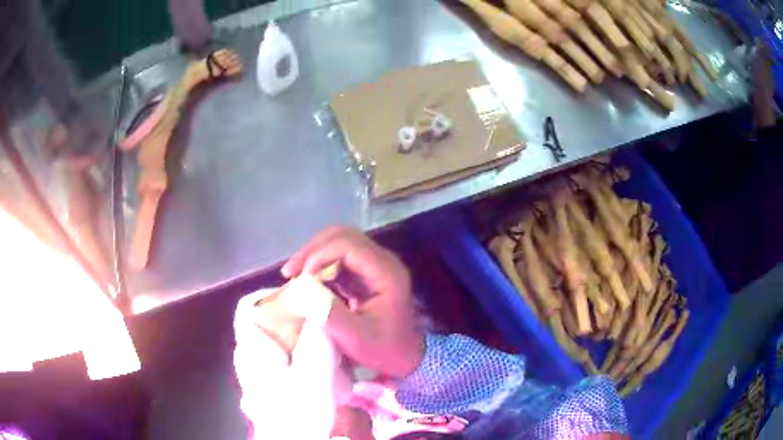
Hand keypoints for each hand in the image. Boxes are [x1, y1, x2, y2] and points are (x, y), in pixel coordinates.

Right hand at [282, 226, 423, 377]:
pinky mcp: (365, 274)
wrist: (406, 357)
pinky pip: (339, 259)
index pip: (349, 245)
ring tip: (293, 275)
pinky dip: (319, 266)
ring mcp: (374, 266)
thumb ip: (329, 313)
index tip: (302, 278)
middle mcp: (382, 262)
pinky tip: (306, 281)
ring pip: (339, 244)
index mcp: (386, 273)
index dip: (320, 255)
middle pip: (343, 237)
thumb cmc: (384, 350)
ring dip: (313, 256)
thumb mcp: (355, 338)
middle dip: (313, 250)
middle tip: (291, 272)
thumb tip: (301, 291)